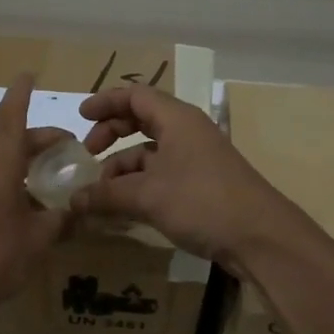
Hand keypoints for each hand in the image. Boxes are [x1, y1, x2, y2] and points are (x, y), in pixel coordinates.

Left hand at [0, 74, 70, 324]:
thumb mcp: (37, 241)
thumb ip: (60, 220)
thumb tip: (77, 211)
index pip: (11, 118)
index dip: (21, 95)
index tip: (27, 73)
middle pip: (12, 142)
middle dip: (41, 142)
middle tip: (70, 151)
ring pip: (0, 163)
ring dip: (26, 166)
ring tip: (53, 184)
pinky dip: (11, 183)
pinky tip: (27, 209)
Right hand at [75, 84, 293, 270]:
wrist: (260, 237)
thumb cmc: (202, 201)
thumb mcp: (147, 196)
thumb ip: (107, 195)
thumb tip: (73, 200)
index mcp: (177, 119)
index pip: (136, 96)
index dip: (106, 102)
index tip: (80, 116)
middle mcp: (187, 132)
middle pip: (142, 120)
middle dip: (112, 133)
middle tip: (89, 153)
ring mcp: (196, 159)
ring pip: (150, 152)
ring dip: (123, 167)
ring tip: (100, 193)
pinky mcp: (201, 186)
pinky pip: (161, 175)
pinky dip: (139, 185)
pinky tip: (122, 208)